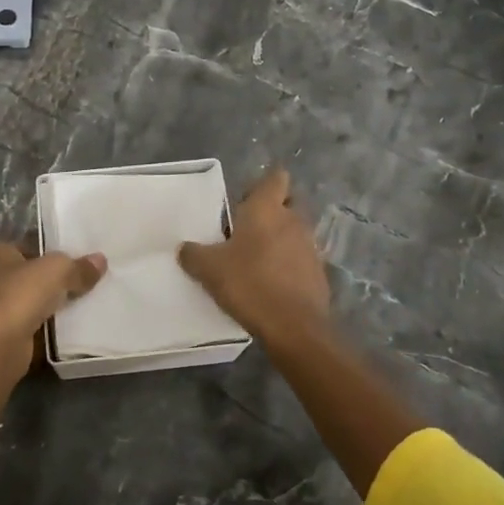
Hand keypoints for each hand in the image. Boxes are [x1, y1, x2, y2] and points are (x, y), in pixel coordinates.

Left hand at [0, 237, 106, 454]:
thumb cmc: (20, 295)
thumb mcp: (57, 270)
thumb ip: (78, 266)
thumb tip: (100, 260)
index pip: (25, 242)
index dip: (47, 245)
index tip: (72, 252)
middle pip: (29, 271)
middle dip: (52, 276)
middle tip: (84, 276)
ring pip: (31, 298)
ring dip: (51, 301)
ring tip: (84, 299)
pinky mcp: (3, 333)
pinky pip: (33, 322)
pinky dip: (48, 324)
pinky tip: (71, 324)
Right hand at [178, 167, 330, 346]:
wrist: (293, 326)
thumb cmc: (249, 283)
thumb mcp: (209, 269)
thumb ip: (193, 254)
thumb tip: (184, 248)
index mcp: (267, 209)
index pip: (276, 178)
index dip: (262, 184)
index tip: (245, 199)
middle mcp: (293, 221)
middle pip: (289, 203)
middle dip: (273, 210)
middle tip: (248, 228)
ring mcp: (310, 247)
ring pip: (296, 232)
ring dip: (281, 239)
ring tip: (256, 258)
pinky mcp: (319, 274)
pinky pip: (302, 259)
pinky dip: (289, 265)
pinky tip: (271, 283)